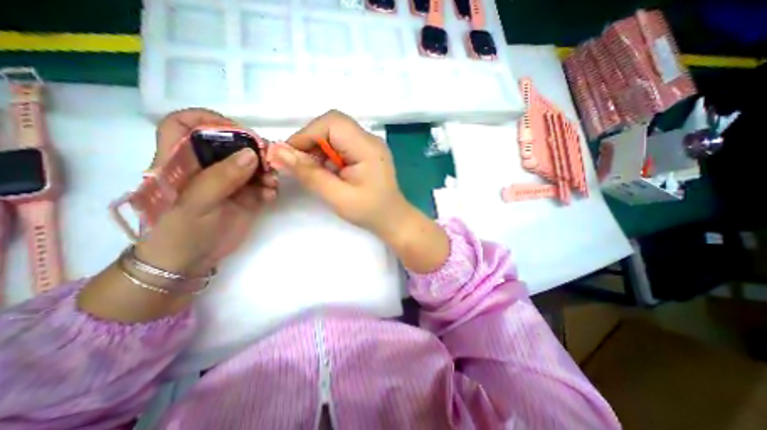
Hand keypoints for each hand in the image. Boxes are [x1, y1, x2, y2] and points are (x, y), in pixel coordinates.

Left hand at [135, 109, 278, 273]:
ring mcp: (229, 181)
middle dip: (251, 149)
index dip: (209, 120)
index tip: (236, 132)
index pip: (185, 125)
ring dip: (266, 170)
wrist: (192, 261)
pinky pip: (262, 184)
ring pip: (252, 163)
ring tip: (271, 184)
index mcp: (181, 161)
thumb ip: (222, 177)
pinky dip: (270, 187)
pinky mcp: (245, 195)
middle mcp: (207, 166)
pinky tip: (270, 197)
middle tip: (267, 160)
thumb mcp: (196, 203)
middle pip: (230, 143)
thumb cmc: (180, 232)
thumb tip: (251, 154)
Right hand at [270, 109, 450, 272]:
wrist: (393, 219)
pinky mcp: (367, 152)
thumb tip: (277, 152)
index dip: (306, 135)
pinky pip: (342, 143)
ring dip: (318, 148)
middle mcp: (370, 139)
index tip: (289, 156)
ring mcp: (370, 145)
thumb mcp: (337, 196)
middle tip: (300, 165)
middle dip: (311, 141)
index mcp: (367, 148)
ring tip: (314, 171)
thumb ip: (309, 174)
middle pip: (333, 124)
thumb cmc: (369, 211)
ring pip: (335, 133)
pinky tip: (328, 171)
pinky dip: (328, 154)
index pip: (332, 123)